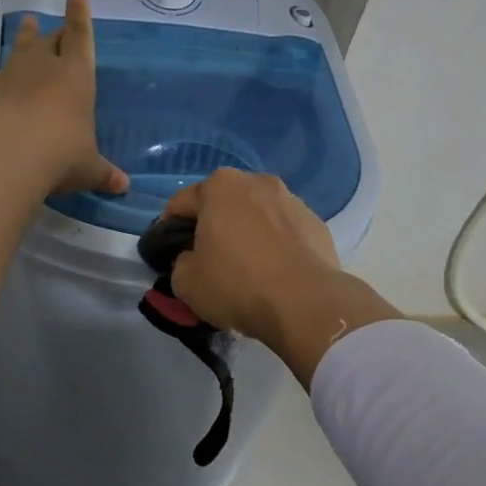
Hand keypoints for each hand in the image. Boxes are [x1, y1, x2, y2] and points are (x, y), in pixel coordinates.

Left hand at [0, 0, 128, 197]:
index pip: (81, 37)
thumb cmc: (62, 156)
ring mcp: (7, 77)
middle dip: (55, 33)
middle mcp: (43, 68)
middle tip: (55, 28)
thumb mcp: (88, 168)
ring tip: (25, 22)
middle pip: (50, 41)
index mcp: (76, 78)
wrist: (10, 157)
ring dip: (22, 36)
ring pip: (17, 49)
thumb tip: (124, 187)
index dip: (80, 14)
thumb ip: (104, 173)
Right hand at [161, 169, 341, 337]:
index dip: (169, 229)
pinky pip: (285, 232)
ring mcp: (292, 200)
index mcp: (220, 186)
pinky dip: (276, 245)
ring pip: (257, 215)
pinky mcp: (317, 223)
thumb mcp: (185, 282)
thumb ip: (180, 262)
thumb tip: (192, 259)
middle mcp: (257, 182)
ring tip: (246, 268)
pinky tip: (275, 273)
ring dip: (247, 233)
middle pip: (223, 204)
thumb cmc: (237, 284)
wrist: (305, 303)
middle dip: (213, 226)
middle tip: (208, 260)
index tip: (168, 254)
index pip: (181, 204)